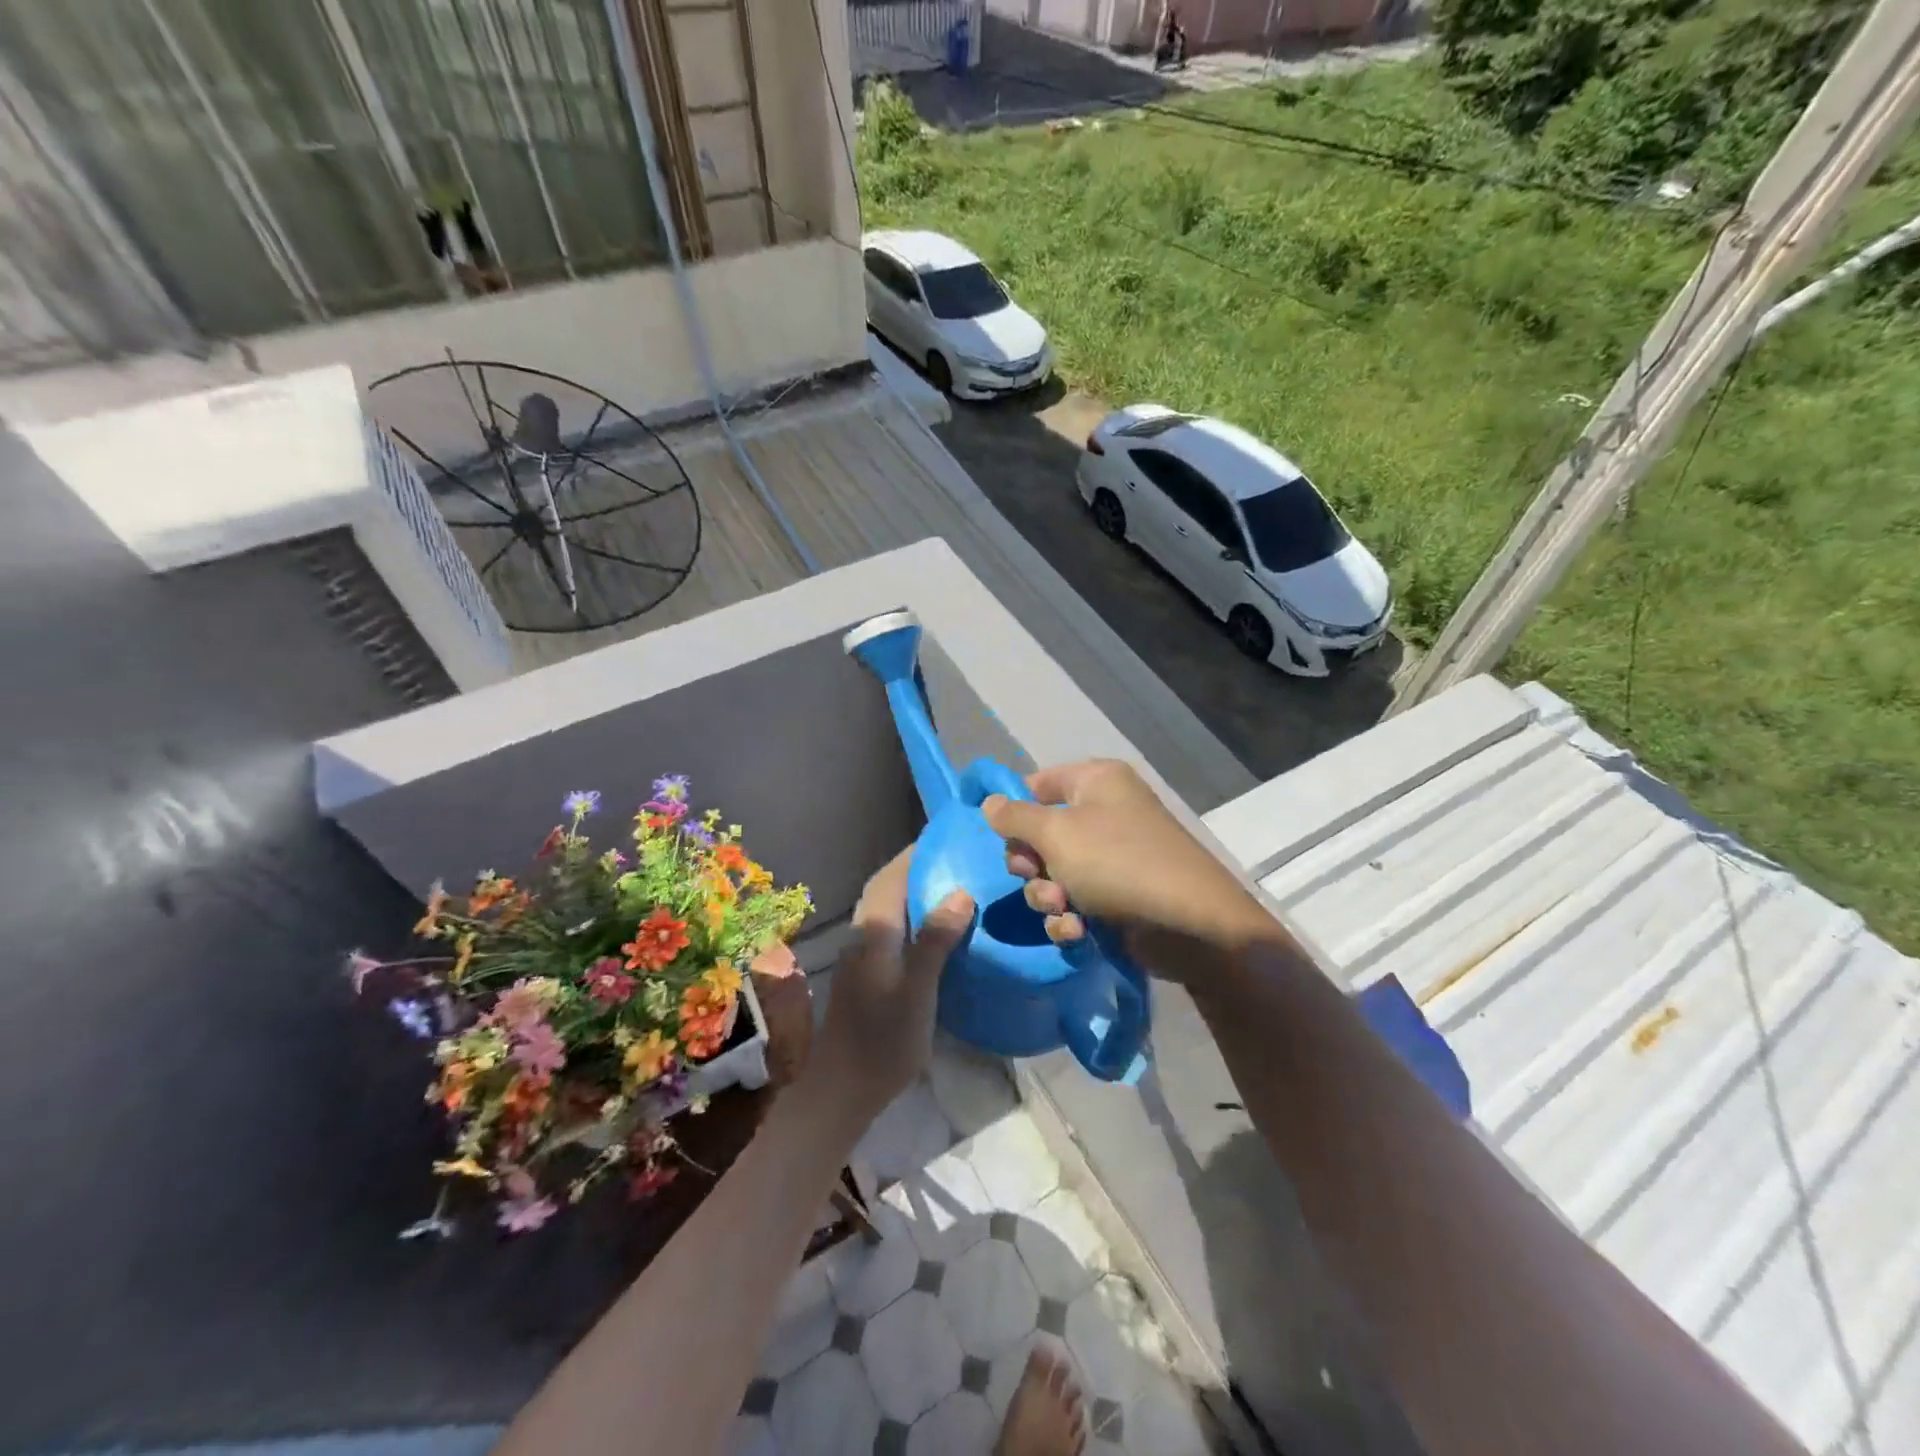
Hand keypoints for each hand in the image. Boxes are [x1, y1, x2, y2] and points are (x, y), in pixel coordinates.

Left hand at [804, 848, 972, 1124]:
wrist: (843, 1089)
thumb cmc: (883, 1039)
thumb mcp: (918, 990)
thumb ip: (935, 940)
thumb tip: (960, 892)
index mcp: (874, 931)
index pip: (892, 877)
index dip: (914, 854)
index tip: (944, 837)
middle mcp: (863, 934)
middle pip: (886, 888)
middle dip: (914, 868)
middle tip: (954, 858)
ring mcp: (861, 955)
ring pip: (886, 908)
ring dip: (911, 890)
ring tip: (950, 884)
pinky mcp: (866, 973)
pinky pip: (890, 928)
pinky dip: (910, 915)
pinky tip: (934, 928)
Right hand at [982, 760, 1277, 977]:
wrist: (1190, 925)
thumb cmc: (1118, 863)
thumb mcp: (1057, 833)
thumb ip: (1015, 817)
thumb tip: (989, 802)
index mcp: (1095, 782)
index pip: (1036, 784)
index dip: (1014, 810)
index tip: (998, 837)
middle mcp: (1104, 813)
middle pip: (1041, 834)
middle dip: (1032, 865)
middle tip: (1036, 877)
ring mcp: (1112, 857)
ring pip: (1054, 874)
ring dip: (1048, 897)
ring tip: (1063, 910)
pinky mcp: (1117, 896)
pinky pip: (1076, 901)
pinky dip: (1071, 918)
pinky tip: (1078, 932)